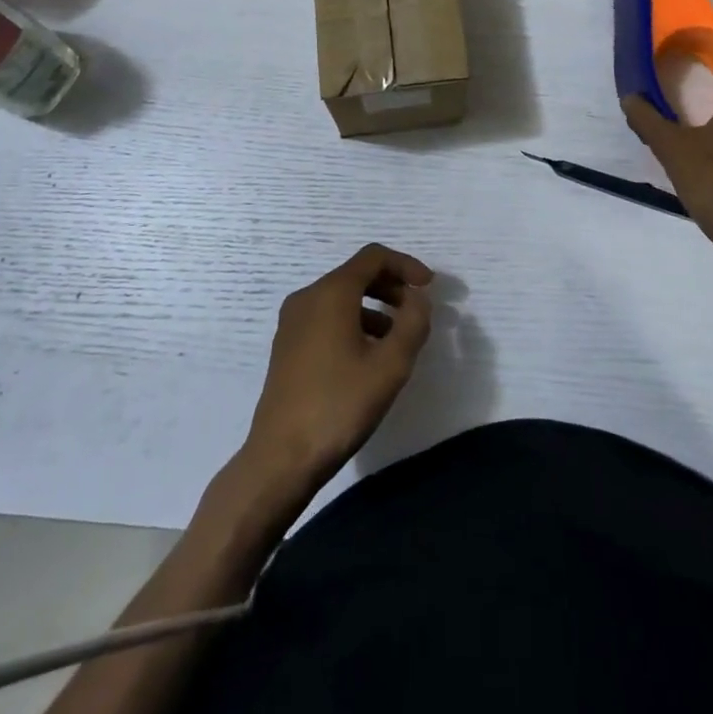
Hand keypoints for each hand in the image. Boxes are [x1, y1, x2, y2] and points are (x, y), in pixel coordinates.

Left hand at [242, 244, 433, 489]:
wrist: (282, 456)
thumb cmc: (340, 405)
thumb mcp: (390, 365)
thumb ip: (413, 323)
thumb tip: (418, 299)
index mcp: (331, 292)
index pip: (373, 257)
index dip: (406, 265)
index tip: (430, 287)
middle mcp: (307, 297)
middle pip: (356, 274)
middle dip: (392, 287)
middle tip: (417, 313)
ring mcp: (293, 321)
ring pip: (341, 298)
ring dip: (374, 307)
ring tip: (398, 340)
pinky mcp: (287, 345)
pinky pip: (326, 317)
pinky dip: (354, 322)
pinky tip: (368, 357)